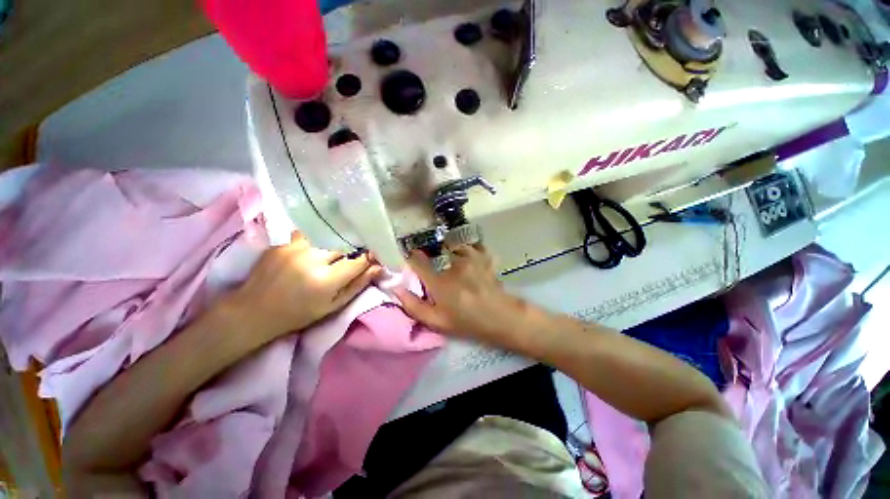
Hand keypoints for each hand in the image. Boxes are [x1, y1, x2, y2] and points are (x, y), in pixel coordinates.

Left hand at [226, 231, 381, 344]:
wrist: (254, 310)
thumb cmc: (299, 313)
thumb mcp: (333, 306)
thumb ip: (358, 285)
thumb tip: (378, 267)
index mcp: (326, 280)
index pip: (358, 260)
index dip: (369, 258)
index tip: (372, 258)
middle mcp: (312, 259)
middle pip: (345, 244)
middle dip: (353, 249)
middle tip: (352, 255)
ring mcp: (295, 247)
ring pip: (328, 235)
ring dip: (337, 241)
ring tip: (336, 250)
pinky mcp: (283, 242)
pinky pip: (310, 233)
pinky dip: (319, 237)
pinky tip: (318, 245)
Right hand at [395, 244, 536, 345]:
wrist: (500, 317)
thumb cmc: (466, 321)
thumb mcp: (437, 322)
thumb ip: (414, 306)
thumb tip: (395, 289)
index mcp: (439, 282)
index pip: (418, 262)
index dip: (411, 258)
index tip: (410, 257)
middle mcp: (453, 265)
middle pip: (436, 252)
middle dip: (433, 256)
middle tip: (437, 264)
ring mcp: (471, 258)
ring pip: (454, 246)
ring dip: (451, 250)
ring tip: (452, 258)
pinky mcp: (484, 256)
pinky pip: (473, 244)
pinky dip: (469, 247)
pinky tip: (469, 254)